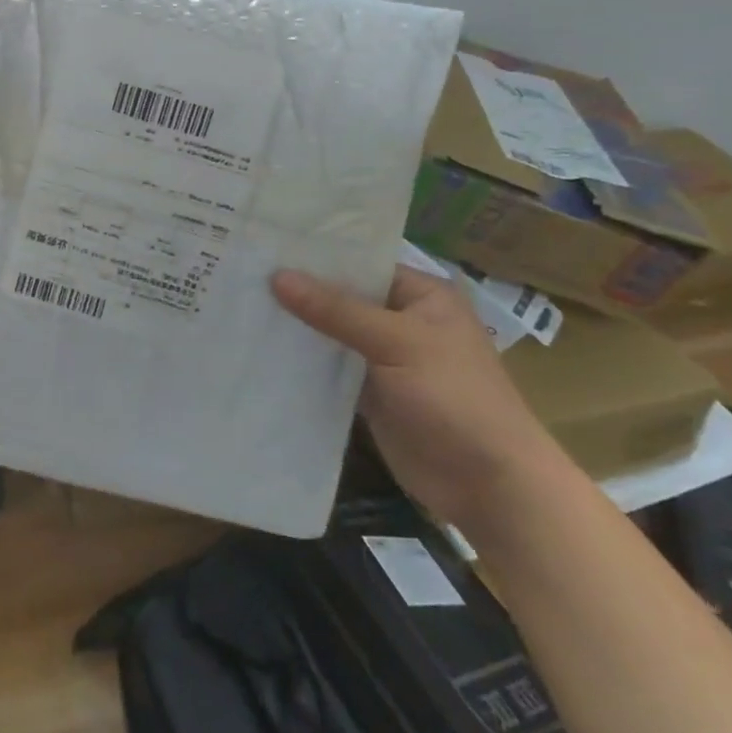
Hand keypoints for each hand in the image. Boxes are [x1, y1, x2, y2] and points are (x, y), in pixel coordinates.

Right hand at [271, 265, 569, 530]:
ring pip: (333, 333)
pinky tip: (262, 348)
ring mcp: (385, 359)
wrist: (490, 487)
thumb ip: (336, 310)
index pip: (361, 263)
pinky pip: (331, 369)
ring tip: (240, 304)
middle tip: (242, 272)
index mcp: (422, 295)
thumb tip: (277, 275)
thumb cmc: (454, 398)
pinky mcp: (371, 394)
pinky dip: (304, 362)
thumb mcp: (396, 343)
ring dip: (298, 327)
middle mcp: (403, 320)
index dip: (317, 256)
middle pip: (343, 298)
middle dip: (300, 291)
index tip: (266, 245)